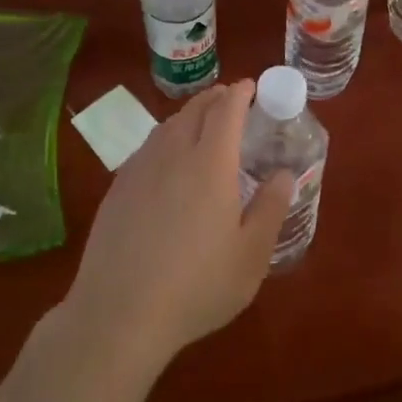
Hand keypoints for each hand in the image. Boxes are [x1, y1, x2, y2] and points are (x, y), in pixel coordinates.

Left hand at [61, 79, 292, 374]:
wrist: (119, 315)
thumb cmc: (197, 286)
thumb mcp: (251, 255)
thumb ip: (271, 208)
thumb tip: (284, 174)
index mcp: (210, 164)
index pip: (226, 110)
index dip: (241, 93)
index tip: (252, 86)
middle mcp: (172, 155)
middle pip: (194, 110)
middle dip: (216, 98)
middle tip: (232, 100)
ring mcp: (139, 170)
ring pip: (167, 126)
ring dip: (189, 116)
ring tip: (202, 125)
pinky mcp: (117, 190)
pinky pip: (147, 148)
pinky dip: (166, 139)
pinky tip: (167, 162)